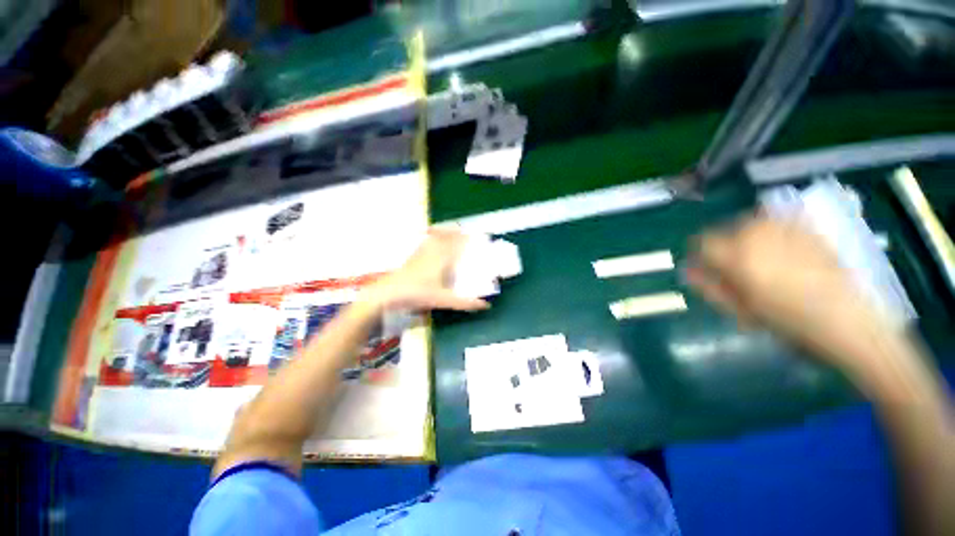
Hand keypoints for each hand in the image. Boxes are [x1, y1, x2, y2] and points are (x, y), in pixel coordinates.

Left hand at [363, 228, 489, 312]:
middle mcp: (434, 252)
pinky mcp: (413, 256)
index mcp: (443, 259)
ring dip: (444, 231)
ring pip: (435, 236)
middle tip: (465, 229)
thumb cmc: (419, 294)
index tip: (475, 234)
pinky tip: (431, 238)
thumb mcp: (444, 300)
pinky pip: (426, 241)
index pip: (458, 243)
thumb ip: (465, 303)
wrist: (389, 293)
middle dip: (456, 231)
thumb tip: (485, 305)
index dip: (466, 237)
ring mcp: (421, 252)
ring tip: (451, 230)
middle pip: (447, 235)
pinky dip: (432, 236)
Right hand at [686, 213, 894, 370]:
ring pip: (750, 221)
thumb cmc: (788, 322)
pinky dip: (769, 229)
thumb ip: (709, 286)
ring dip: (745, 236)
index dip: (699, 254)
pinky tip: (780, 248)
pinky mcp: (807, 227)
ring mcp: (785, 227)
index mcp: (737, 255)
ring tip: (759, 259)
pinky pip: (776, 218)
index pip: (702, 241)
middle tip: (735, 268)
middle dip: (723, 246)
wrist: (849, 322)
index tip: (705, 267)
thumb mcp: (740, 310)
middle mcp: (757, 233)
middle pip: (724, 228)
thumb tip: (688, 269)